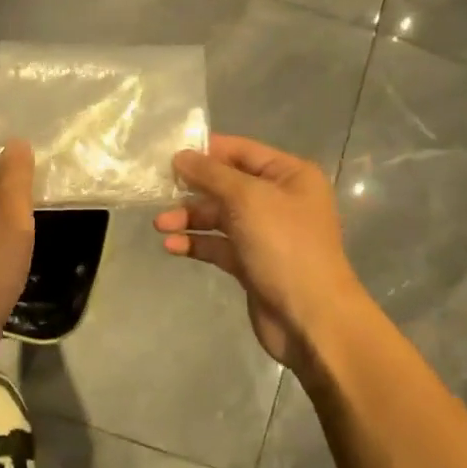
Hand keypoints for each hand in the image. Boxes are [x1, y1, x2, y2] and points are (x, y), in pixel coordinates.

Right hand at [153, 134, 364, 369]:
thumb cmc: (284, 246)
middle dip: (192, 189)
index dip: (206, 151)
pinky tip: (172, 246)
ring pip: (218, 217)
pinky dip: (196, 243)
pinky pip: (218, 245)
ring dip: (189, 218)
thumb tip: (180, 156)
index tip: (167, 156)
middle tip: (157, 193)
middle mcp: (279, 200)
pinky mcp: (251, 262)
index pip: (241, 151)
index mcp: (289, 176)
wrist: (309, 316)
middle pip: (226, 185)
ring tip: (160, 225)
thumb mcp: (247, 199)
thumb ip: (211, 174)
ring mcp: (265, 233)